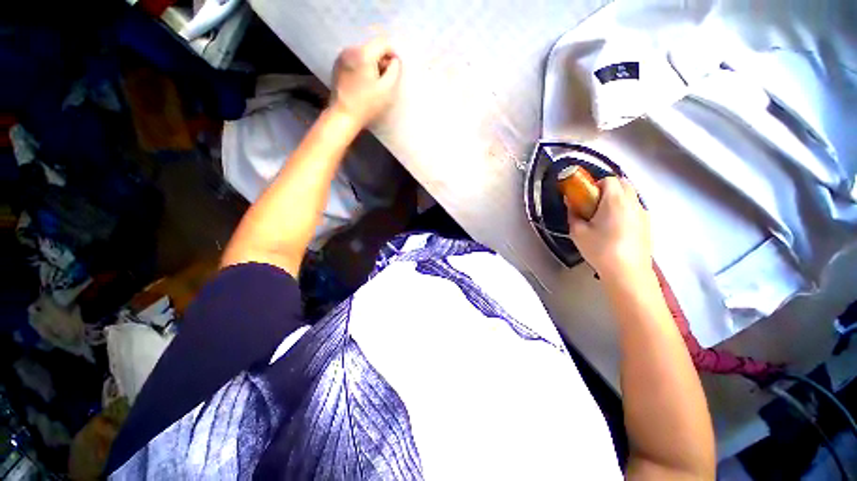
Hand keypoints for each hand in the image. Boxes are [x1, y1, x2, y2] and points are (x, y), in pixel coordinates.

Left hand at [330, 38, 401, 126]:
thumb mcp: (387, 90)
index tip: (395, 71)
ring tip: (374, 83)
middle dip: (382, 60)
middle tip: (386, 80)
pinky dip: (362, 67)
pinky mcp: (337, 66)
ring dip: (372, 64)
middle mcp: (351, 49)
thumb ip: (394, 71)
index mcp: (363, 53)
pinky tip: (363, 83)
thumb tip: (395, 61)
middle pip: (372, 47)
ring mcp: (342, 57)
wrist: (343, 116)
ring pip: (363, 53)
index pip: (383, 43)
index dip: (393, 55)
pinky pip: (355, 60)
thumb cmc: (367, 105)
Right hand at [567, 177, 651, 280]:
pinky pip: (635, 208)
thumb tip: (571, 204)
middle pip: (623, 184)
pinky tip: (615, 229)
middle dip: (607, 189)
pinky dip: (625, 210)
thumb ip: (573, 214)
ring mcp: (643, 213)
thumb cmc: (600, 249)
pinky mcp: (647, 224)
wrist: (627, 272)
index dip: (595, 185)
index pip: (608, 179)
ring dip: (617, 199)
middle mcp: (633, 202)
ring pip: (630, 196)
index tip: (586, 198)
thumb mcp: (578, 232)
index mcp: (615, 200)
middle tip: (593, 205)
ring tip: (604, 218)